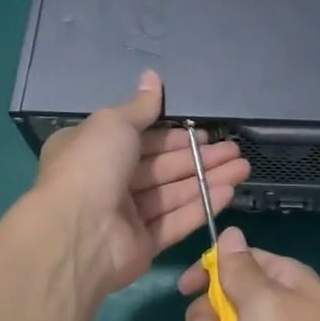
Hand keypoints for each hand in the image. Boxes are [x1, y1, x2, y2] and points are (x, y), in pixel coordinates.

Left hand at [33, 71, 249, 298]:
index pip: (140, 138)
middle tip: (234, 150)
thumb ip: (140, 106)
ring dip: (208, 179)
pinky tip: (228, 192)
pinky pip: (175, 221)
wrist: (77, 234)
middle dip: (199, 157)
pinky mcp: (142, 244)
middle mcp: (107, 181)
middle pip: (162, 166)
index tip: (203, 133)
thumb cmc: (92, 167)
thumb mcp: (113, 123)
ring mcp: (125, 215)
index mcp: (93, 150)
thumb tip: (152, 76)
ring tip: (242, 168)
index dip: (173, 136)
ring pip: (173, 192)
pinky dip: (201, 206)